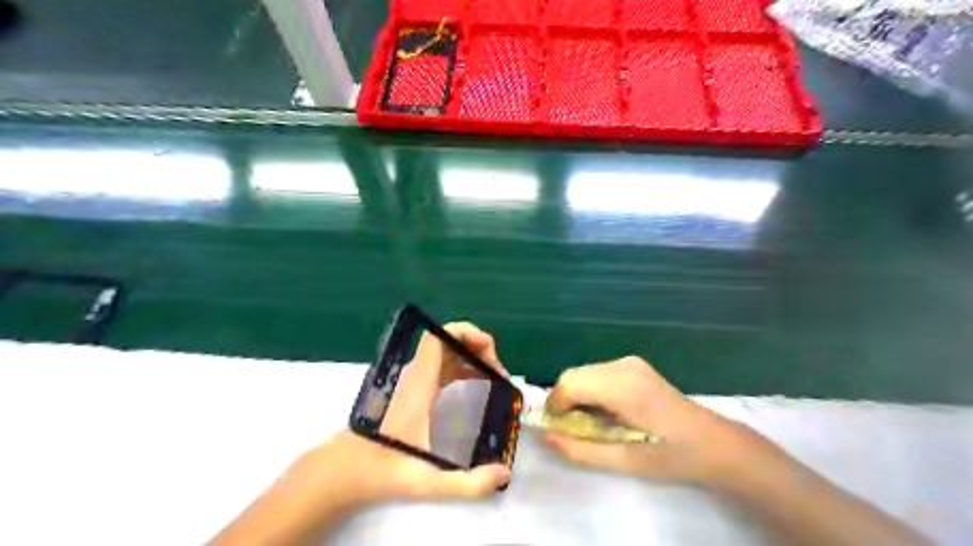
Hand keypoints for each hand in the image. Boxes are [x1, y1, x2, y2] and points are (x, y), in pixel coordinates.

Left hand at [292, 323, 512, 509]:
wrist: (344, 471)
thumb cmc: (382, 471)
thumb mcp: (428, 481)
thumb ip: (469, 483)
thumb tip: (504, 473)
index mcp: (418, 383)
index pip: (439, 337)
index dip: (467, 333)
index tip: (491, 355)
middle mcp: (415, 375)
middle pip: (447, 340)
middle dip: (477, 347)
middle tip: (499, 373)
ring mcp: (412, 381)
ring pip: (445, 353)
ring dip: (471, 357)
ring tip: (494, 378)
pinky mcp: (412, 390)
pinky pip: (440, 367)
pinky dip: (461, 367)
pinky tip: (475, 384)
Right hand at [544, 357, 755, 485]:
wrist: (715, 443)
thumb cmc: (672, 457)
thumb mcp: (625, 462)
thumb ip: (581, 449)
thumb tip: (546, 436)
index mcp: (624, 388)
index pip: (570, 382)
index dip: (555, 405)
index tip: (559, 429)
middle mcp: (624, 366)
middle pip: (573, 374)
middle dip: (564, 400)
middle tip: (574, 429)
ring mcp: (630, 362)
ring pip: (583, 372)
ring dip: (577, 395)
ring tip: (593, 422)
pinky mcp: (634, 364)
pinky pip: (597, 372)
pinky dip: (590, 389)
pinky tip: (607, 410)